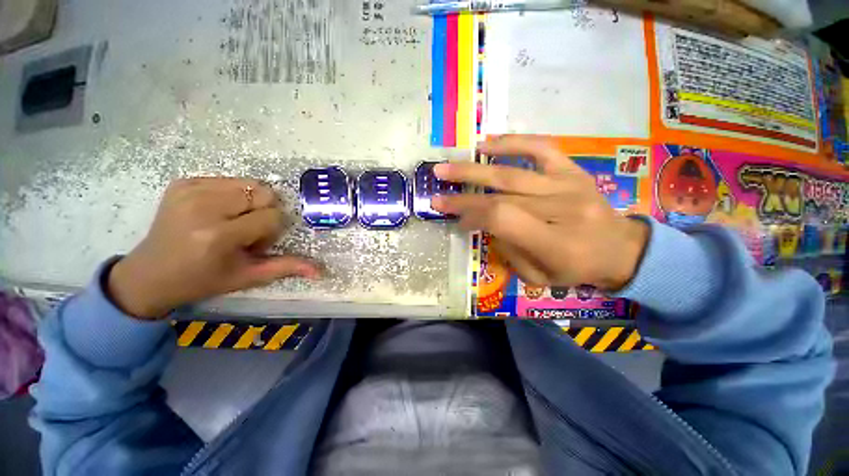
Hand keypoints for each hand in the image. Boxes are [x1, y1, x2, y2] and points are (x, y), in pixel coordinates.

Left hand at [108, 178, 320, 318]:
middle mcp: (202, 207)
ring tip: (231, 221)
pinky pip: (230, 180)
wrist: (150, 273)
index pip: (272, 217)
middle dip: (264, 213)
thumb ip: (286, 267)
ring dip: (251, 203)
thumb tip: (321, 271)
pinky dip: (233, 195)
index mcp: (217, 235)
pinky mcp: (183, 182)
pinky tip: (218, 212)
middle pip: (264, 194)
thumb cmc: (203, 279)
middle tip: (243, 232)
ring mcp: (190, 190)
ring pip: (251, 184)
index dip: (270, 232)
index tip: (252, 245)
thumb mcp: (247, 277)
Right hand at [432, 135, 648, 290]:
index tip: (454, 217)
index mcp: (555, 243)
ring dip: (475, 169)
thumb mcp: (538, 276)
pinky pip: (541, 149)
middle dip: (463, 194)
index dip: (472, 214)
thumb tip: (484, 222)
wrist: (621, 249)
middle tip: (436, 191)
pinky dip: (512, 143)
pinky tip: (487, 144)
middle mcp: (561, 209)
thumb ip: (508, 250)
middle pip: (502, 196)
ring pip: (513, 172)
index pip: (503, 219)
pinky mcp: (572, 171)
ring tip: (447, 166)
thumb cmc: (576, 269)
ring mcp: (568, 185)